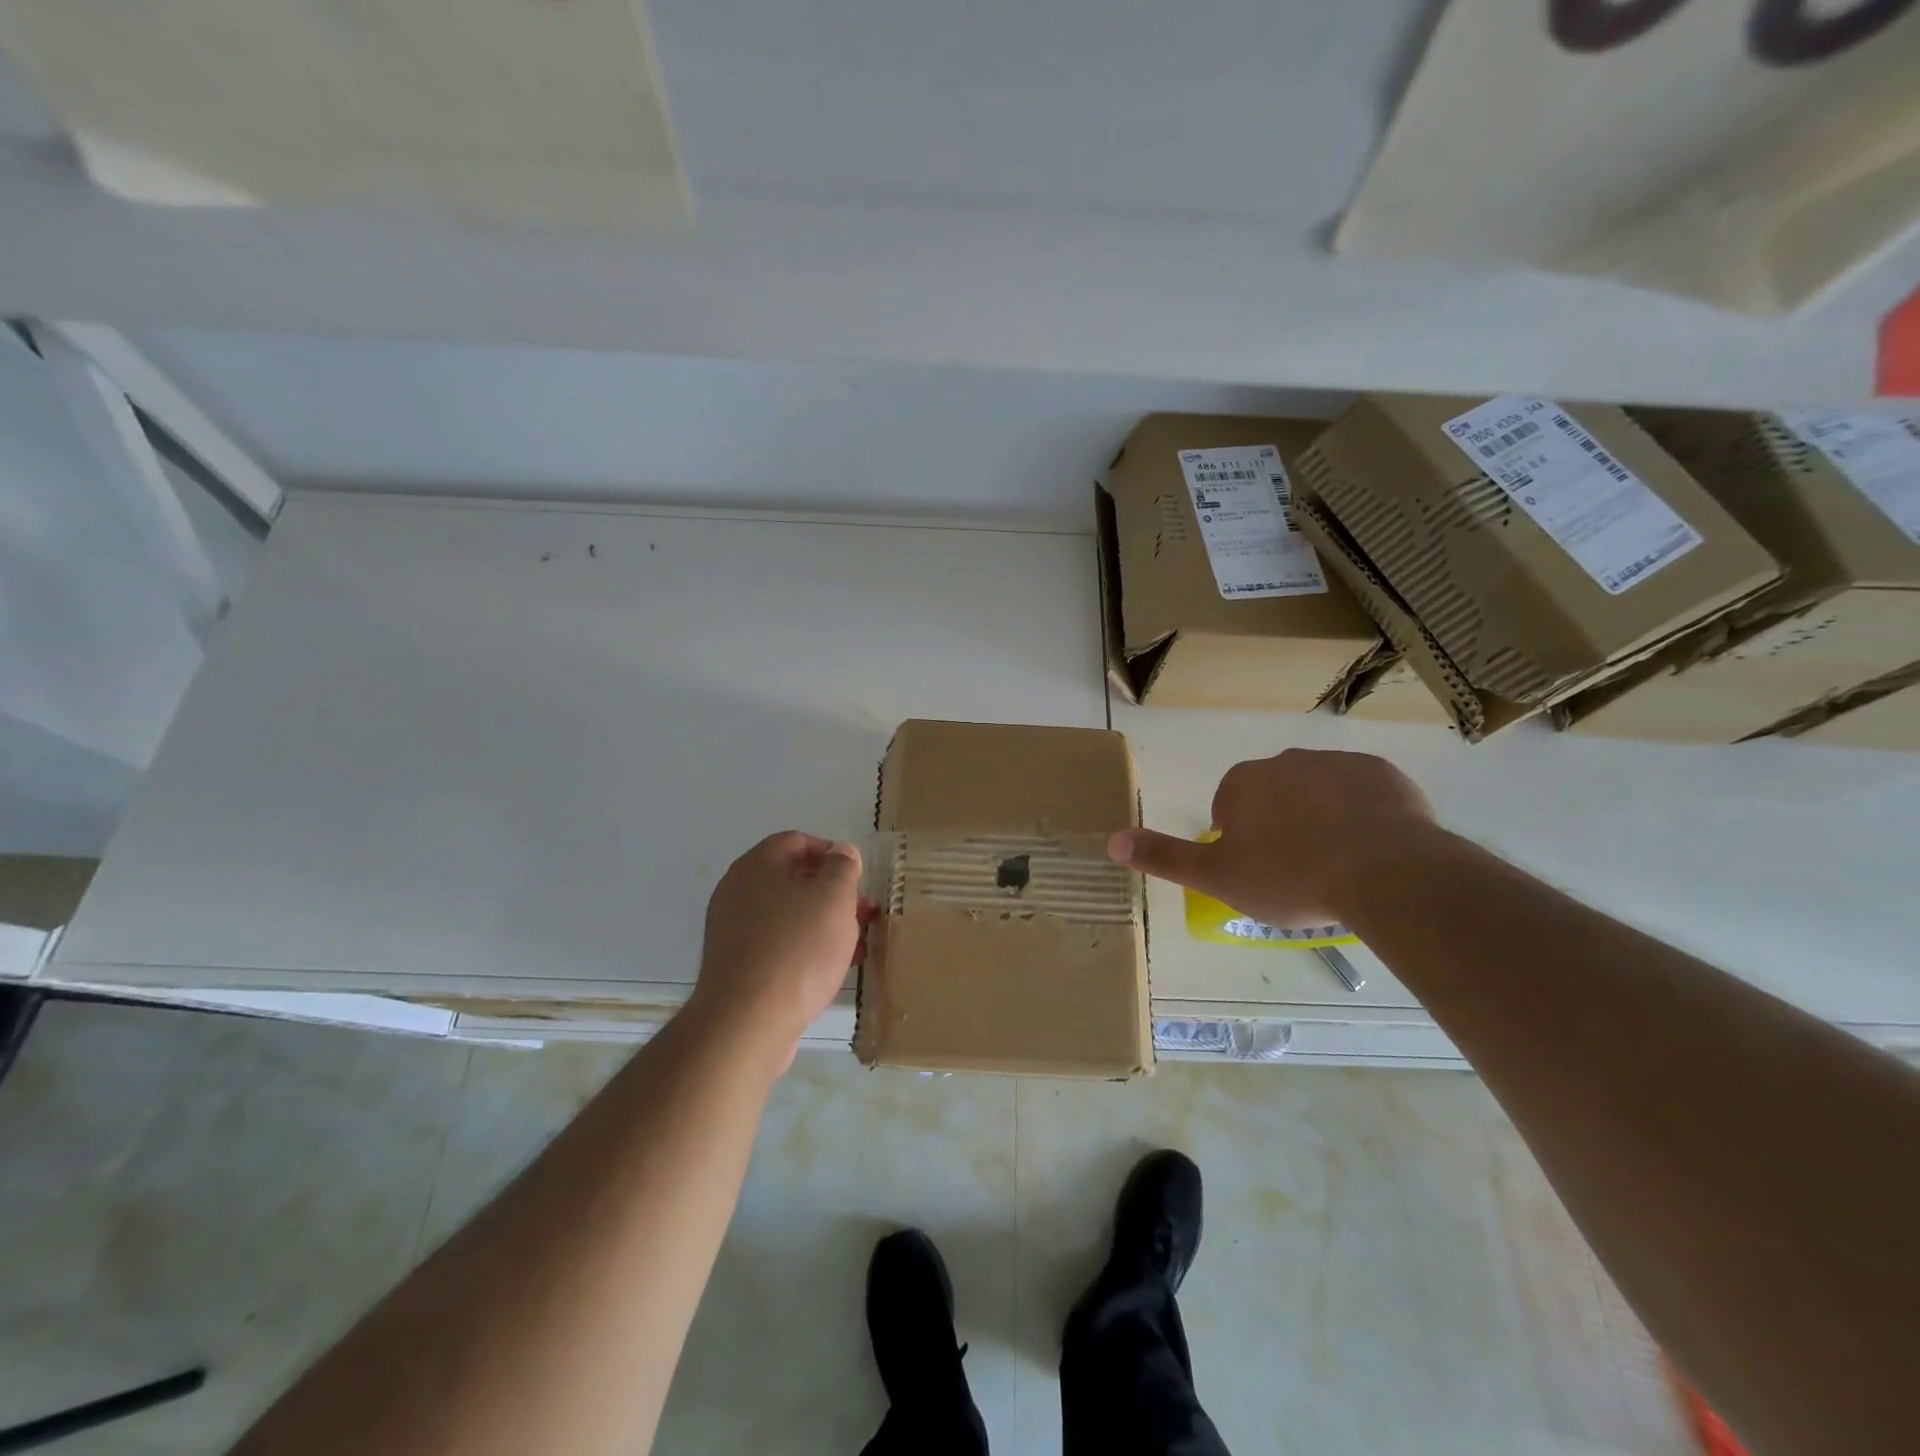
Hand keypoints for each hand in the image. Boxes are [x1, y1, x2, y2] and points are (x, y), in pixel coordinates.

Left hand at [689, 831, 867, 1069]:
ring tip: (857, 945)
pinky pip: (778, 946)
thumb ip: (842, 868)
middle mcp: (738, 893)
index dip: (831, 852)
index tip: (858, 876)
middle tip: (864, 912)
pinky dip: (806, 949)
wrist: (746, 1023)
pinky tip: (832, 970)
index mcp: (756, 867)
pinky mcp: (737, 968)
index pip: (795, 841)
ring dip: (824, 924)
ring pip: (788, 916)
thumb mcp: (834, 899)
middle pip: (792, 880)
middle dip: (833, 893)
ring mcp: (733, 932)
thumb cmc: (796, 949)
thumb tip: (842, 851)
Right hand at [1107, 749, 1438, 927]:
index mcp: (1243, 783)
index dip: (1240, 841)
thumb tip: (1111, 841)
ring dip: (1320, 818)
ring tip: (1336, 864)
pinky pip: (1363, 794)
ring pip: (1318, 793)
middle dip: (1280, 825)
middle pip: (1273, 795)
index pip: (1229, 806)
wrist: (1385, 873)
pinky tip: (1371, 849)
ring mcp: (1337, 763)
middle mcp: (1285, 761)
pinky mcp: (1383, 774)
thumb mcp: (1218, 877)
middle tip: (1296, 871)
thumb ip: (1164, 857)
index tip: (1260, 871)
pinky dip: (1362, 815)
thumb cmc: (1290, 876)